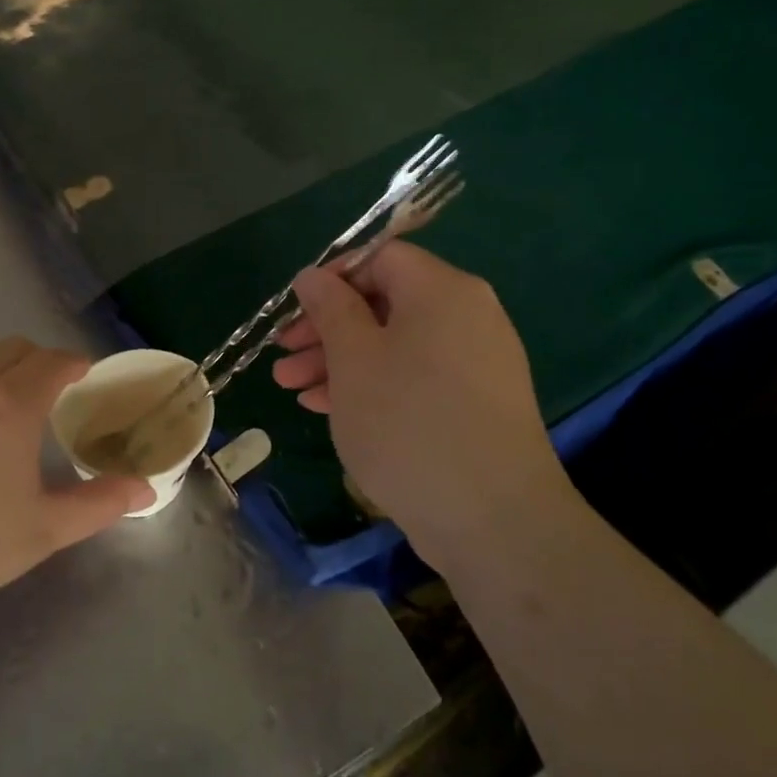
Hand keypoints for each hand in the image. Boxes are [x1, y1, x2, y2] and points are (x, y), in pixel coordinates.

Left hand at [0, 339, 150, 631]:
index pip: (53, 361)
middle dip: (39, 361)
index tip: (86, 377)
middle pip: (14, 347)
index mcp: (13, 405)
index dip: (75, 364)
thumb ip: (99, 503)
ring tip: (1, 396)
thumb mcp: (43, 531)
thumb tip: (146, 489)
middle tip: (50, 393)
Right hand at [272, 242, 574, 569]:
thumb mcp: (354, 358)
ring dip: (340, 361)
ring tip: (292, 389)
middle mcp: (467, 315)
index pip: (381, 257)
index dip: (332, 277)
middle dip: (326, 328)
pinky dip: (373, 384)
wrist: (493, 519)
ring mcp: (476, 361)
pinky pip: (415, 376)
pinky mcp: (475, 403)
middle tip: (283, 356)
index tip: (295, 310)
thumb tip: (313, 276)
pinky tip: (329, 408)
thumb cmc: (408, 423)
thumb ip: (330, 308)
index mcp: (442, 290)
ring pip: (395, 344)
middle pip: (384, 302)